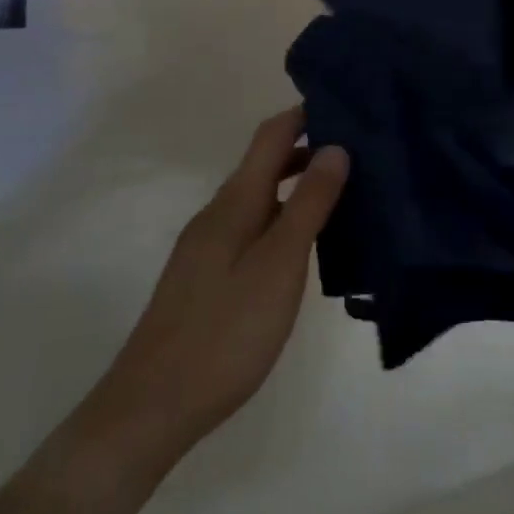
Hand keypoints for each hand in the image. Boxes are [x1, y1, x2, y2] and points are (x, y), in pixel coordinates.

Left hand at [91, 108, 347, 466]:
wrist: (152, 407)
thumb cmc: (226, 330)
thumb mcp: (279, 264)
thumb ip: (308, 204)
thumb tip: (334, 148)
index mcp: (235, 202)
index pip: (271, 136)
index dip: (305, 115)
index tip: (347, 107)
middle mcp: (218, 213)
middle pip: (265, 163)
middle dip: (308, 150)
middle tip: (361, 153)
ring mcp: (208, 246)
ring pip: (260, 198)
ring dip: (298, 186)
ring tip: (345, 195)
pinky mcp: (207, 276)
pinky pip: (253, 227)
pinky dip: (283, 219)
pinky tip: (305, 246)